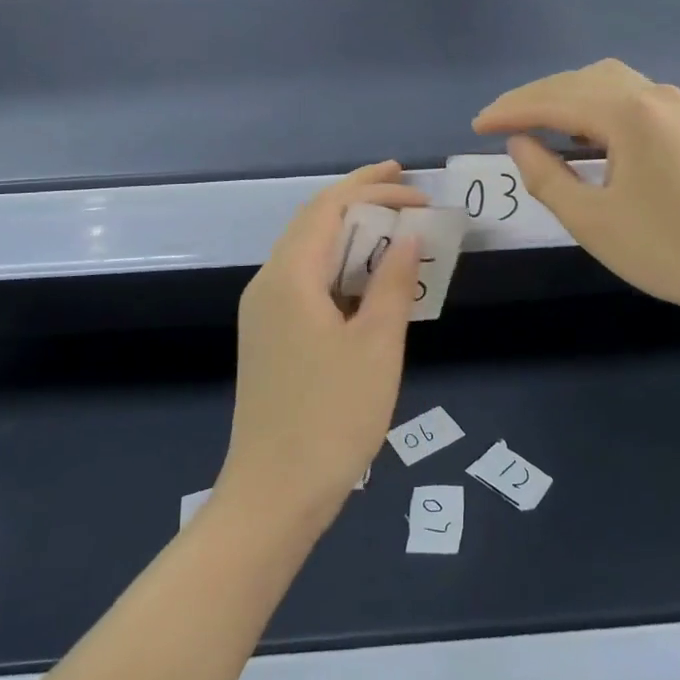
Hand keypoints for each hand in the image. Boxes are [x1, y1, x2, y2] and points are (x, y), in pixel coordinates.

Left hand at [217, 162, 426, 531]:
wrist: (274, 495)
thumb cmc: (332, 416)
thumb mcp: (377, 345)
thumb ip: (392, 282)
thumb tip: (407, 237)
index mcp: (289, 277)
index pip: (327, 206)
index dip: (371, 187)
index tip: (414, 185)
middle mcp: (268, 284)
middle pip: (313, 222)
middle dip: (359, 199)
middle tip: (407, 193)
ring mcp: (264, 313)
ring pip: (309, 253)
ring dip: (351, 234)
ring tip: (396, 230)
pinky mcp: (270, 338)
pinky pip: (306, 282)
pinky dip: (341, 268)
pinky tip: (369, 281)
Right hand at [473, 60, 679, 324]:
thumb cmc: (666, 251)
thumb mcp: (591, 221)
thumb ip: (545, 176)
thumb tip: (519, 143)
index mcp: (628, 115)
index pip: (554, 101)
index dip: (510, 111)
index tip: (476, 126)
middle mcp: (652, 95)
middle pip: (577, 82)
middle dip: (533, 99)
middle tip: (496, 123)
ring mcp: (673, 105)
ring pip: (603, 82)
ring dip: (563, 97)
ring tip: (532, 123)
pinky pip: (626, 95)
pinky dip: (592, 104)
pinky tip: (578, 130)